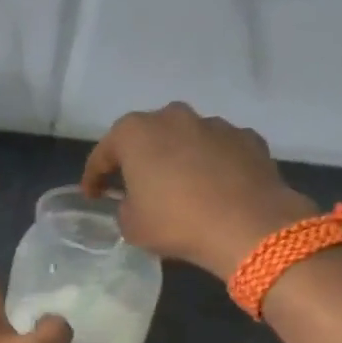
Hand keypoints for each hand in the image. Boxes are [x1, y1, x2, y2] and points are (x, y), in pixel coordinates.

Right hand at [81, 102, 315, 279]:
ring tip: (179, 188)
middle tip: (135, 185)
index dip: (94, 177)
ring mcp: (214, 124)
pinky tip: (214, 188)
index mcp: (136, 133)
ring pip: (186, 139)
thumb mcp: (132, 225)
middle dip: (139, 158)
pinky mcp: (247, 138)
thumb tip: (135, 202)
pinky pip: (218, 150)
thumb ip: (125, 207)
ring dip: (178, 158)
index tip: (92, 196)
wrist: (249, 225)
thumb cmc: (176, 222)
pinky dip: (212, 164)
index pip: (104, 153)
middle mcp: (173, 117)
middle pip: (147, 137)